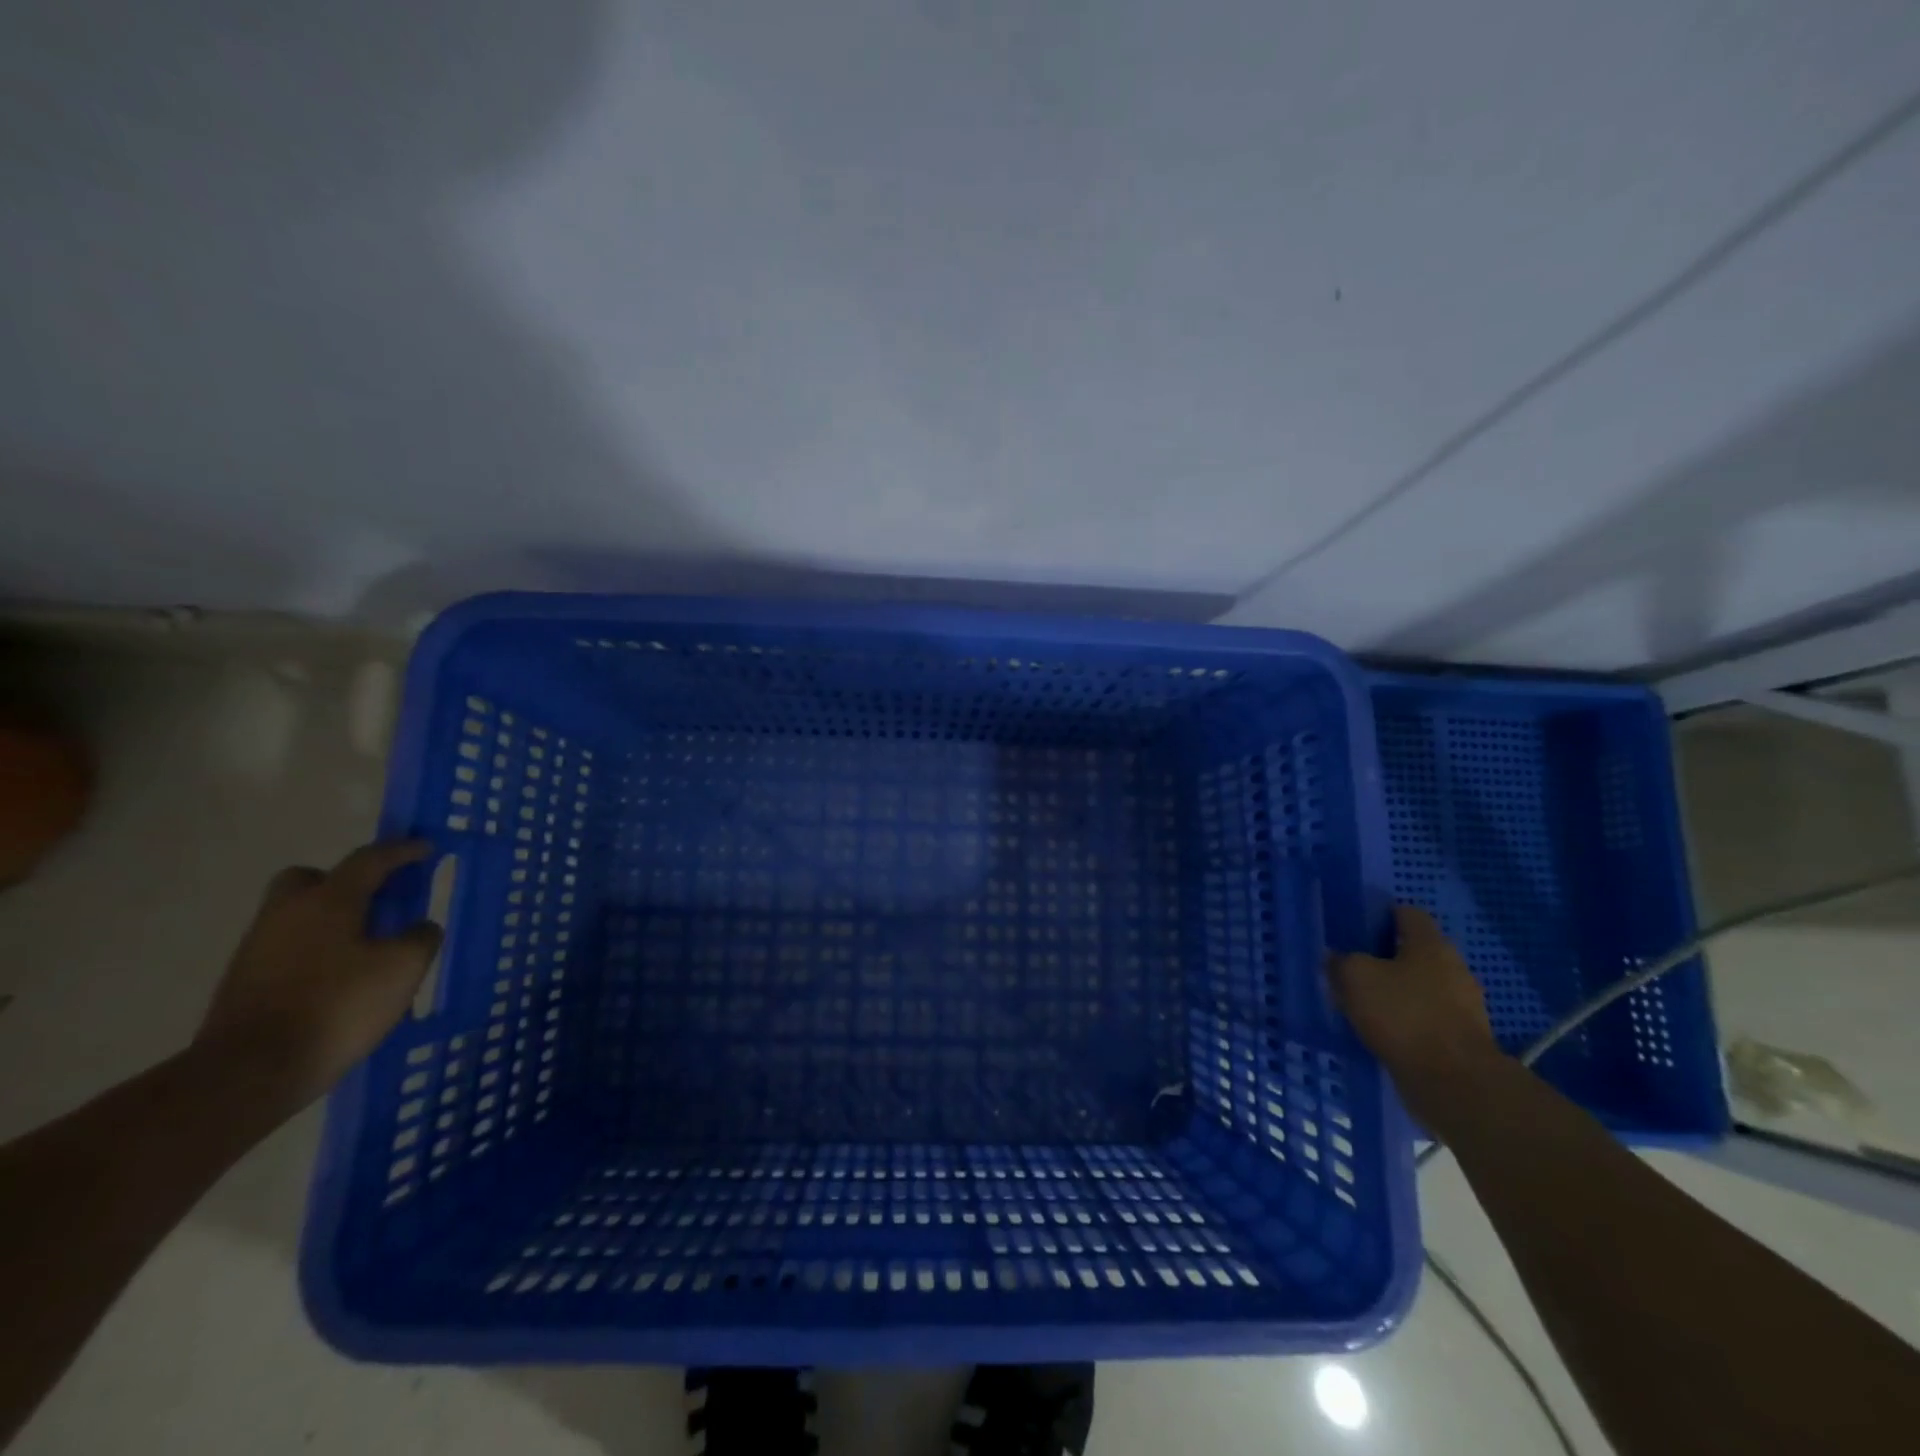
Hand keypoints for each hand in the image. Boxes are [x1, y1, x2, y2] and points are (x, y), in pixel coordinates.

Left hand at [197, 840, 443, 1109]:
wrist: (250, 1072)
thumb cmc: (338, 1005)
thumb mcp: (403, 968)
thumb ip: (421, 937)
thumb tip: (419, 928)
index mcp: (328, 900)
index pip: (370, 859)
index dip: (402, 850)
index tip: (425, 848)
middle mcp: (287, 913)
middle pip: (312, 878)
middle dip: (345, 881)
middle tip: (378, 899)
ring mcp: (258, 948)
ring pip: (298, 915)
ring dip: (332, 919)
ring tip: (368, 946)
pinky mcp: (245, 982)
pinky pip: (289, 948)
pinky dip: (317, 950)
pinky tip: (341, 978)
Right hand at [1330, 905, 1502, 1124]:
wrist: (1455, 1082)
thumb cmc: (1404, 1015)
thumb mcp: (1355, 978)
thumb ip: (1341, 961)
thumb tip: (1336, 957)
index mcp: (1430, 944)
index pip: (1407, 913)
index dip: (1380, 916)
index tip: (1355, 930)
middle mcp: (1453, 967)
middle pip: (1415, 951)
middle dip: (1385, 958)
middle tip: (1353, 969)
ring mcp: (1463, 1004)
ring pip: (1421, 986)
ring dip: (1396, 992)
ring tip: (1364, 1004)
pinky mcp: (1462, 1037)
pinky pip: (1427, 1017)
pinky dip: (1407, 1021)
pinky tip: (1384, 1032)